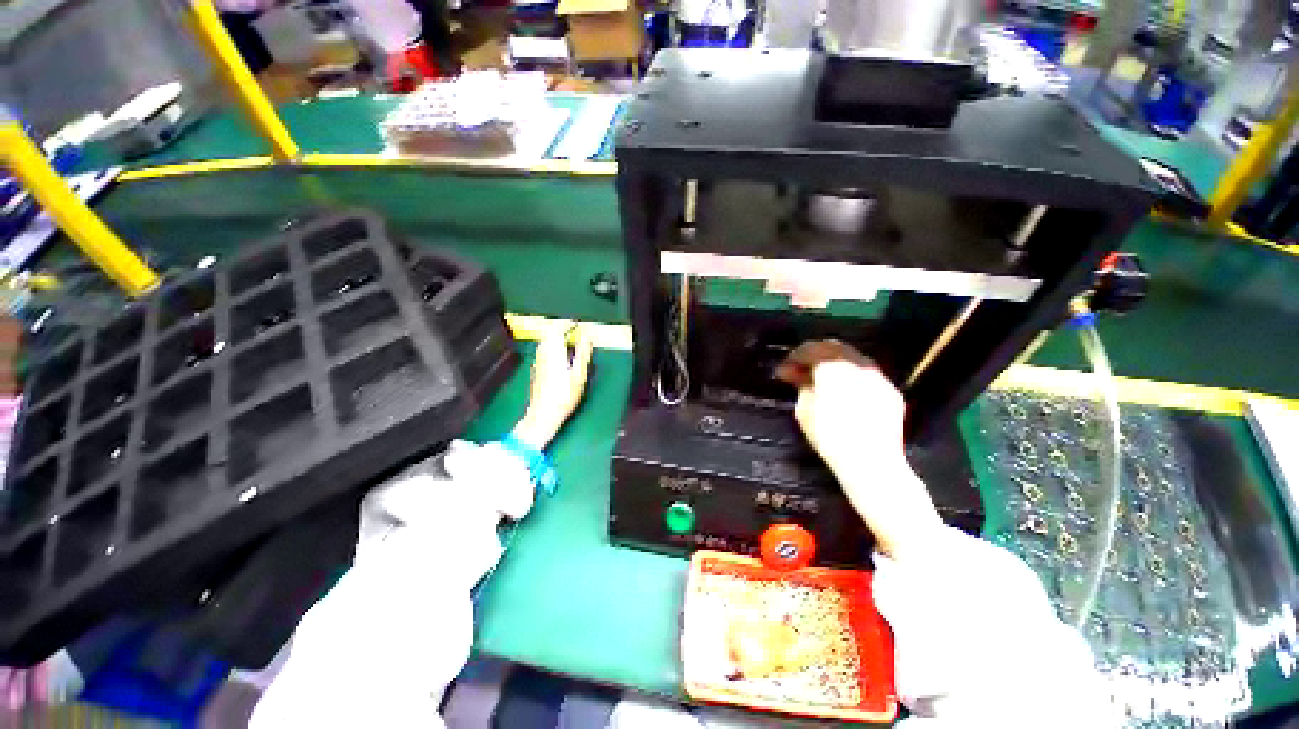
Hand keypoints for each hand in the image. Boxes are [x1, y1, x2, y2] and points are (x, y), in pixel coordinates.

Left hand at [511, 326, 593, 450]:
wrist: (543, 414)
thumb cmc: (564, 395)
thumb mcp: (579, 374)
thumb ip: (583, 353)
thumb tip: (587, 336)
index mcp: (553, 351)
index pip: (557, 329)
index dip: (566, 324)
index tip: (576, 324)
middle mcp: (542, 353)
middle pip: (548, 334)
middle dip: (560, 329)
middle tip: (572, 330)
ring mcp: (537, 362)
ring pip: (544, 342)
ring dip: (555, 338)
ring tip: (568, 342)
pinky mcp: (536, 370)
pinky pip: (543, 351)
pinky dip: (551, 347)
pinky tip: (559, 356)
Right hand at [776, 340, 941, 559]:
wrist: (872, 463)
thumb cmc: (829, 436)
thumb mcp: (804, 410)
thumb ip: (801, 385)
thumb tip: (797, 374)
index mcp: (833, 367)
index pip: (811, 349)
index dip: (794, 356)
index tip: (784, 369)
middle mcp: (858, 364)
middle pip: (834, 348)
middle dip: (815, 355)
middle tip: (801, 370)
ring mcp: (878, 376)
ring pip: (852, 358)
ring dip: (835, 364)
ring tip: (822, 380)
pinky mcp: (891, 391)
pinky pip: (867, 374)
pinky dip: (852, 376)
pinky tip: (845, 392)